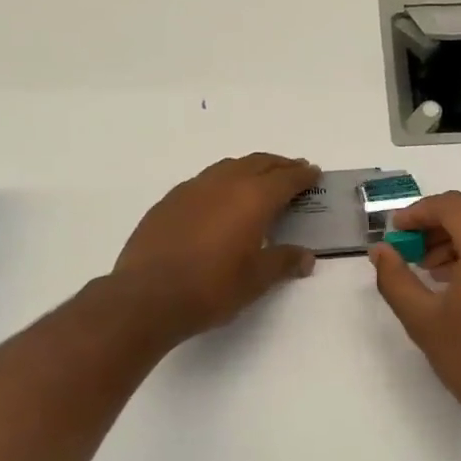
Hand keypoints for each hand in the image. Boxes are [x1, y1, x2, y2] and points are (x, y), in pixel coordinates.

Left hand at [114, 154, 320, 345]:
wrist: (147, 297)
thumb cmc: (212, 288)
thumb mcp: (257, 279)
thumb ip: (284, 261)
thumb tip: (306, 257)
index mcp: (253, 198)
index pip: (286, 178)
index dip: (303, 175)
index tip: (313, 172)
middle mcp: (224, 183)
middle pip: (258, 163)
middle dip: (279, 165)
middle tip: (293, 170)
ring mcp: (193, 189)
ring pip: (229, 166)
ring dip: (250, 169)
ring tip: (259, 181)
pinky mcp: (169, 201)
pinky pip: (204, 181)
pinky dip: (222, 182)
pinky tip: (220, 200)